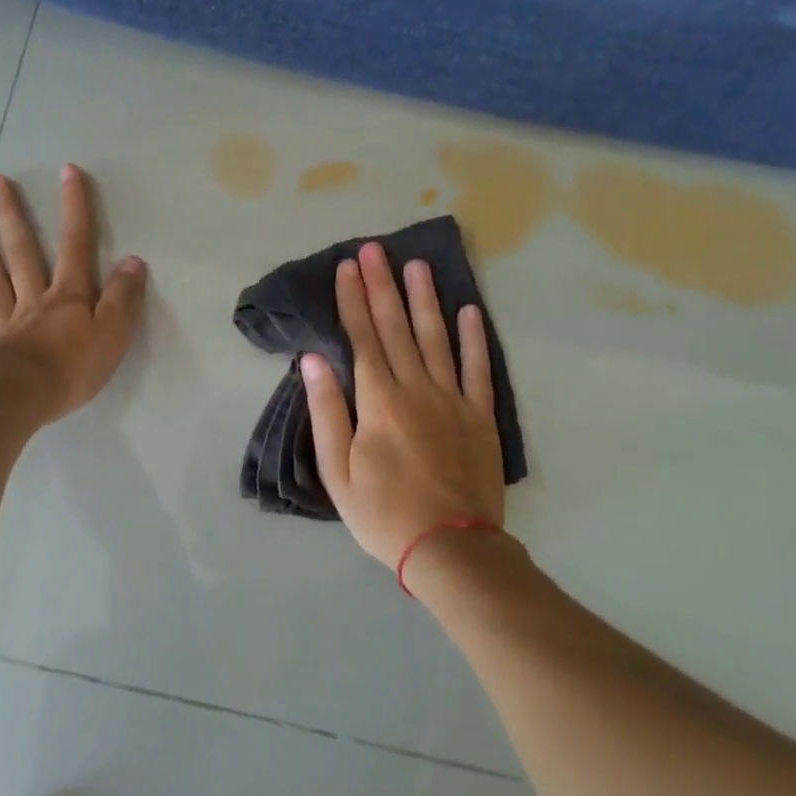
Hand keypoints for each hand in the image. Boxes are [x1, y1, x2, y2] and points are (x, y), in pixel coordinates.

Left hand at [0, 165, 146, 423]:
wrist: (23, 400)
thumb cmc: (73, 369)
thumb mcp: (113, 334)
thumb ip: (123, 298)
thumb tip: (133, 261)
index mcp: (68, 297)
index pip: (76, 245)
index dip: (75, 208)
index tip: (67, 171)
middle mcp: (33, 301)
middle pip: (22, 252)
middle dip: (12, 216)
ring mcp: (4, 323)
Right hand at [301, 243, 505, 570]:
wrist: (451, 547)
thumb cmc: (383, 512)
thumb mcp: (337, 471)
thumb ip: (327, 412)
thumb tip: (314, 361)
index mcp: (379, 400)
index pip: (362, 337)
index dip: (353, 299)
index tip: (348, 266)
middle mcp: (416, 388)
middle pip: (397, 327)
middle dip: (383, 285)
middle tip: (375, 249)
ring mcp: (453, 399)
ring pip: (437, 337)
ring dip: (425, 299)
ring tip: (417, 265)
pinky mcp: (480, 415)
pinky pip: (478, 368)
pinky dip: (473, 338)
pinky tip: (469, 310)